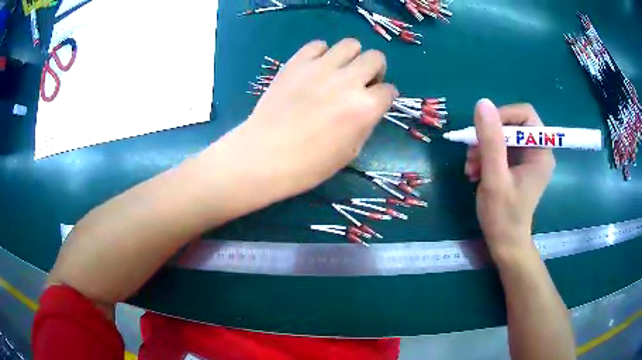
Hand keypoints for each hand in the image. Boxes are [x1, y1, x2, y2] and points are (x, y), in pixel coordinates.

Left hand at [212, 39, 396, 200]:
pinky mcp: (297, 62)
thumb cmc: (309, 164)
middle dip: (374, 70)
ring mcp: (321, 68)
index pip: (389, 90)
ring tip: (339, 72)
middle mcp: (348, 81)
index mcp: (365, 108)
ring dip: (351, 58)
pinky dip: (322, 54)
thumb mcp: (350, 151)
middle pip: (376, 58)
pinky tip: (315, 69)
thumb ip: (366, 123)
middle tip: (361, 83)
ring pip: (350, 44)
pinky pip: (318, 45)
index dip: (384, 97)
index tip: (376, 102)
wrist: (265, 155)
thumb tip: (368, 107)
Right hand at [464, 100, 554, 256]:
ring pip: (502, 137)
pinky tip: (474, 172)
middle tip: (471, 154)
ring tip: (470, 168)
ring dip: (483, 148)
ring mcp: (527, 160)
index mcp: (540, 152)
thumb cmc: (503, 215)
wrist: (504, 243)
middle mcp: (537, 152)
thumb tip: (483, 103)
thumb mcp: (494, 177)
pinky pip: (500, 150)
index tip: (482, 131)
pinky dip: (485, 157)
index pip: (525, 115)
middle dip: (489, 137)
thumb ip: (491, 140)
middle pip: (511, 125)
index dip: (503, 116)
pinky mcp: (517, 167)